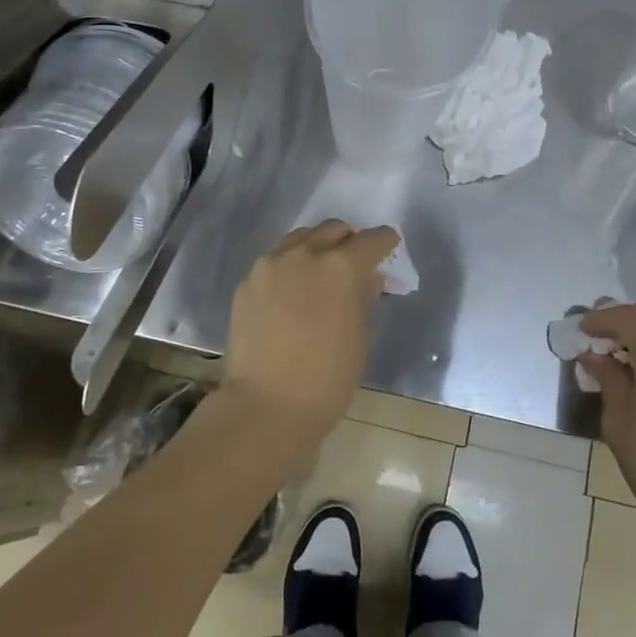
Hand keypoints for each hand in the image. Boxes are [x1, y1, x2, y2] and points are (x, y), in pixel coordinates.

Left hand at [220, 220, 398, 443]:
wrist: (264, 407)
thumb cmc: (326, 379)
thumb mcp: (360, 338)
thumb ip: (365, 298)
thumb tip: (368, 278)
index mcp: (340, 267)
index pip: (372, 240)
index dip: (384, 243)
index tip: (388, 250)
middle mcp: (304, 254)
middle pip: (333, 229)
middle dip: (349, 241)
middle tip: (354, 263)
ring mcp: (270, 265)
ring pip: (301, 238)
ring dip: (317, 248)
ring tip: (320, 274)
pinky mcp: (247, 282)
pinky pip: (275, 260)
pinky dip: (290, 266)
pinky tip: (292, 293)